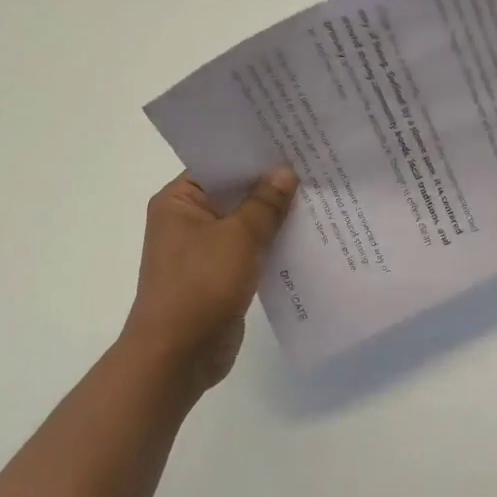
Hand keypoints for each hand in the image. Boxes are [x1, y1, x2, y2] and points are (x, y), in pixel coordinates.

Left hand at [121, 168, 298, 392]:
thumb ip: (265, 203)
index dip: (254, 154)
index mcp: (179, 201)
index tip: (291, 141)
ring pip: (245, 223)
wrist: (178, 356)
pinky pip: (250, 250)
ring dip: (275, 216)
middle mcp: (188, 220)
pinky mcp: (220, 276)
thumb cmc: (201, 285)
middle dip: (270, 185)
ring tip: (318, 195)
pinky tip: (306, 235)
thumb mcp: (239, 237)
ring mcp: (204, 250)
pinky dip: (272, 244)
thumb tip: (285, 171)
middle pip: (234, 193)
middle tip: (313, 164)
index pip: (219, 165)